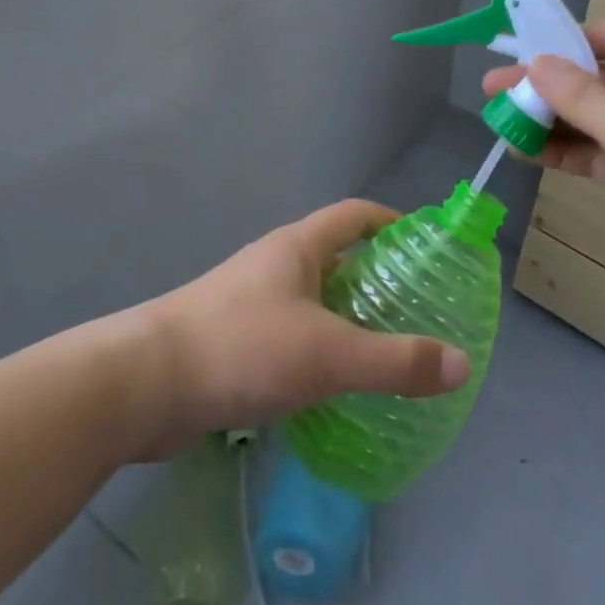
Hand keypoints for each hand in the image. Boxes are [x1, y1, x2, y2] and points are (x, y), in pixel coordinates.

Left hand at [131, 200, 470, 457]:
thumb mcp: (328, 354)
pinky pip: (290, 338)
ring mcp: (250, 304)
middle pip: (336, 259)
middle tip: (417, 311)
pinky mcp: (233, 343)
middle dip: (376, 280)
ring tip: (385, 352)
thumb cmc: (242, 347)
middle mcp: (275, 266)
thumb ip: (395, 362)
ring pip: (312, 302)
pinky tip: (335, 389)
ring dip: (347, 320)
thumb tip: (461, 365)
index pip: (355, 215)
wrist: (143, 385)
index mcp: (298, 247)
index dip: (392, 222)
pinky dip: (318, 353)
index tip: (425, 246)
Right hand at [485, 18, 604, 318]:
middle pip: (597, 79)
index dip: (569, 39)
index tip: (523, 51)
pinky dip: (566, 152)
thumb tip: (536, 63)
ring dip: (551, 121)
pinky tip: (526, 153)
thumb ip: (582, 97)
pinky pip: (599, 154)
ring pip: (594, 119)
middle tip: (492, 90)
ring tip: (500, 122)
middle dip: (547, 85)